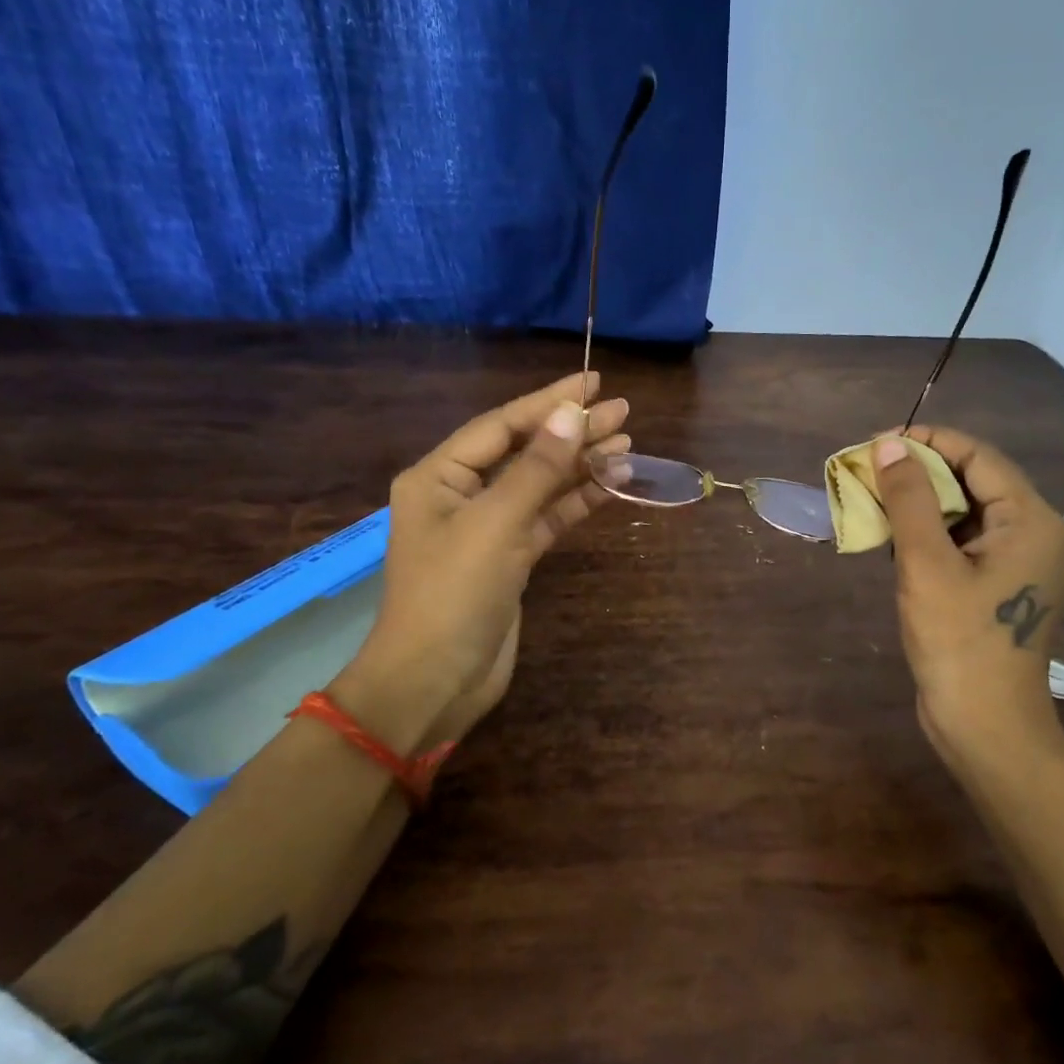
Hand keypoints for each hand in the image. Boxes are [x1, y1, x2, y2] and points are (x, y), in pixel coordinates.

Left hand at [333, 373, 629, 747]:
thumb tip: (570, 414)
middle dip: (571, 431)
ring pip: (540, 485)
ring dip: (580, 465)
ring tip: (627, 442)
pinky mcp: (510, 558)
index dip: (548, 402)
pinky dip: (577, 502)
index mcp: (439, 476)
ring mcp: (487, 528)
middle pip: (524, 451)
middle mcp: (461, 495)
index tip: (593, 383)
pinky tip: (611, 484)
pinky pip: (547, 518)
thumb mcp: (496, 524)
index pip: (502, 425)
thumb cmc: (454, 593)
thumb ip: (536, 469)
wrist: (436, 680)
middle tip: (623, 411)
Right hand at [872, 426, 1063, 760]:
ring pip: (967, 513)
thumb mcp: (926, 565)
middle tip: (868, 472)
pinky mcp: (1003, 587)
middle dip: (919, 472)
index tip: (876, 444)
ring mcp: (1022, 563)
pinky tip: (895, 538)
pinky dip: (931, 534)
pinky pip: (966, 543)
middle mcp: (1036, 534)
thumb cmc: (959, 644)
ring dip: (921, 504)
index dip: (926, 442)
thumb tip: (889, 445)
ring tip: (874, 500)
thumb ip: (909, 499)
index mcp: (1032, 521)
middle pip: (974, 481)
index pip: (978, 457)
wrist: (986, 728)